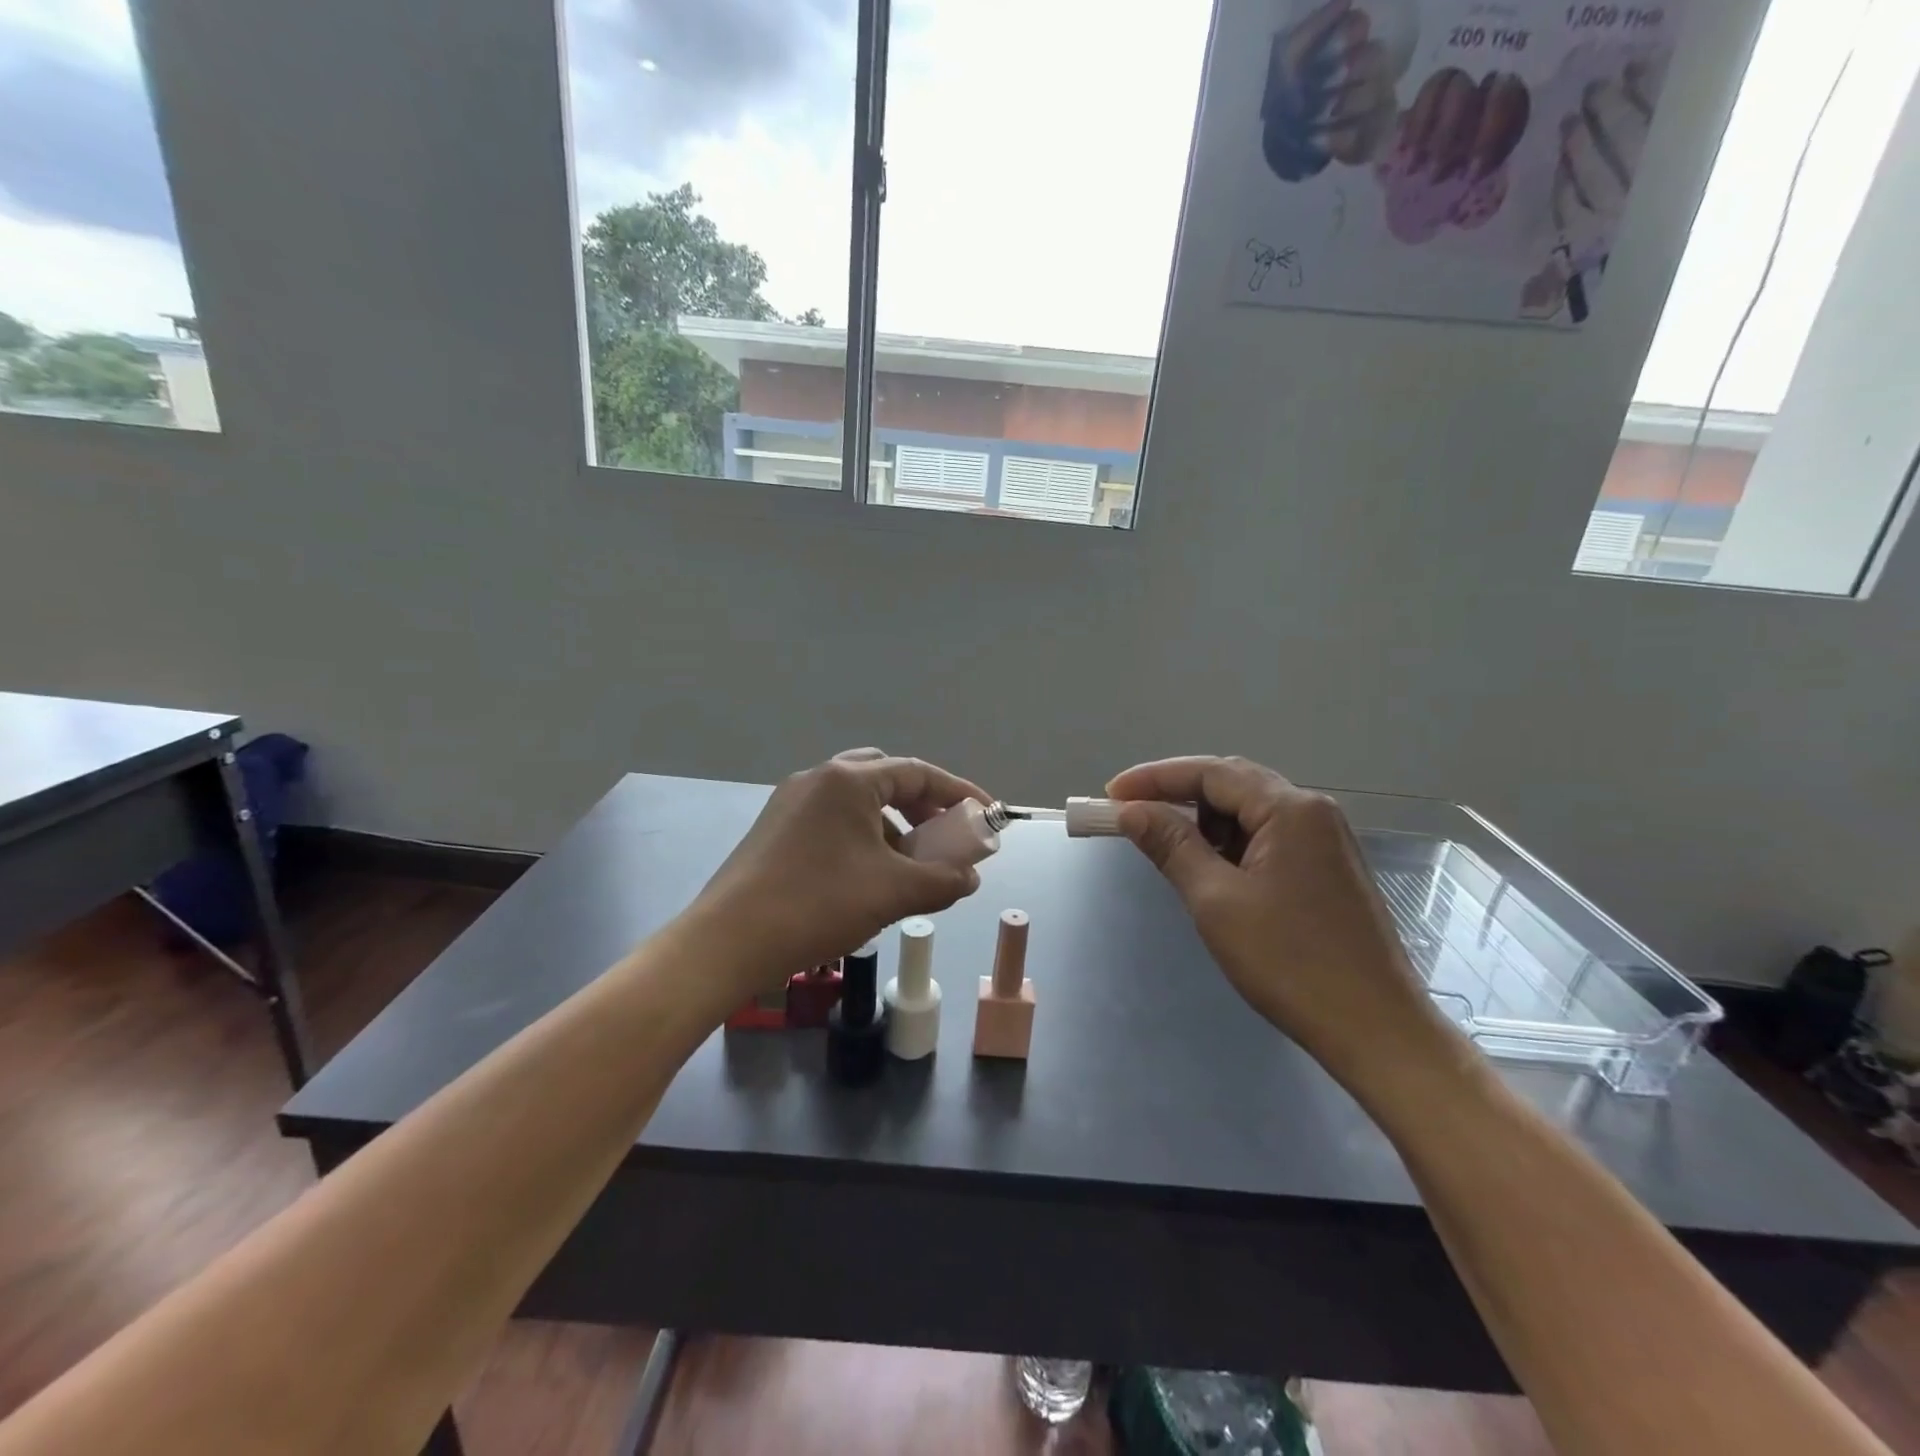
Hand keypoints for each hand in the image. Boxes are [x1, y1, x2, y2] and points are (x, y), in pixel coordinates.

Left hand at [688, 749, 987, 997]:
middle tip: (943, 836)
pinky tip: (868, 876)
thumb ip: (942, 880)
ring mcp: (791, 802)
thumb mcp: (893, 893)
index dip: (959, 794)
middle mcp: (818, 778)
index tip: (987, 816)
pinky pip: (833, 821)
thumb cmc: (818, 904)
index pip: (918, 772)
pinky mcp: (775, 828)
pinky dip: (862, 837)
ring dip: (891, 824)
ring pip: (857, 801)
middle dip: (921, 805)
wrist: (728, 942)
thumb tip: (970, 878)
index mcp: (848, 780)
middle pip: (886, 777)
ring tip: (909, 864)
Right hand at [1108, 756, 1458, 1085]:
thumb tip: (1131, 811)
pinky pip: (1269, 837)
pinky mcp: (1329, 869)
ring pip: (1251, 812)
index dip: (1155, 779)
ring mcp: (1326, 840)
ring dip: (1206, 824)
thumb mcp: (1216, 900)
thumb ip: (1171, 846)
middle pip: (1233, 784)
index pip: (1211, 772)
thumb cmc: (1290, 962)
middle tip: (1133, 816)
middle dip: (1178, 797)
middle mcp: (1314, 812)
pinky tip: (1214, 872)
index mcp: (1291, 809)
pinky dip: (1232, 846)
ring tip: (1171, 852)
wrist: (1375, 1029)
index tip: (1111, 795)